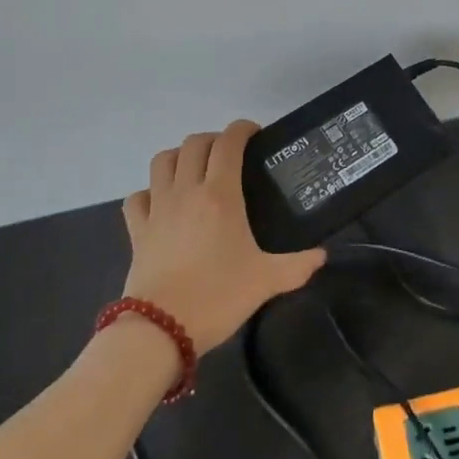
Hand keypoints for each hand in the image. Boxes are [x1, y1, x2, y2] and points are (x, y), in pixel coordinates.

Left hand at [121, 119, 326, 353]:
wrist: (161, 329)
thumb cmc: (218, 296)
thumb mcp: (268, 281)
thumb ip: (299, 265)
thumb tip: (321, 254)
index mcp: (220, 195)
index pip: (228, 142)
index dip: (242, 129)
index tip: (256, 134)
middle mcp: (187, 191)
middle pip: (194, 144)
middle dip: (213, 140)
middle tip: (230, 155)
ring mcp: (157, 208)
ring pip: (162, 161)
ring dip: (179, 157)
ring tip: (195, 170)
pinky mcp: (136, 229)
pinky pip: (138, 197)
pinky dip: (150, 192)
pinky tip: (162, 204)